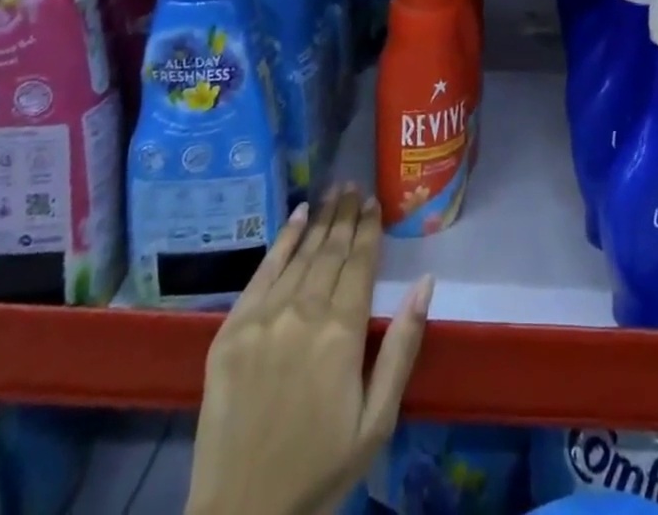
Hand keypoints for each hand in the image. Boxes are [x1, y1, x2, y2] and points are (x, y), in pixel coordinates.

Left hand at [187, 189, 433, 514]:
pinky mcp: (232, 329)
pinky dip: (282, 241)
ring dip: (320, 220)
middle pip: (331, 251)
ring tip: (334, 192)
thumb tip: (426, 282)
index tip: (375, 201)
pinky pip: (262, 272)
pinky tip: (297, 217)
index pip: (360, 263)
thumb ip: (402, 347)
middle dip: (346, 216)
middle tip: (355, 186)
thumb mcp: (377, 421)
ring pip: (301, 255)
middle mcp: (303, 312)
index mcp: (342, 333)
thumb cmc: (320, 471)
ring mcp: (264, 317)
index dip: (369, 230)